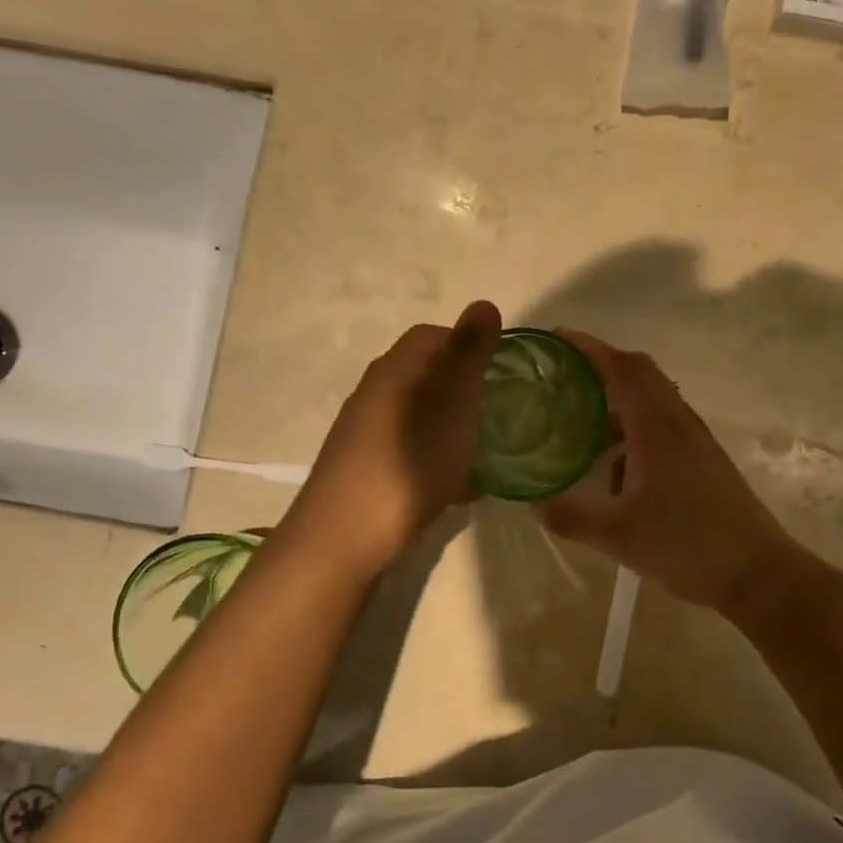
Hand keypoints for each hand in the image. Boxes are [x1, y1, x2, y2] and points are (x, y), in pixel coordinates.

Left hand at [283, 301, 501, 577]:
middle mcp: (374, 393)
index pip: (432, 336)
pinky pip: (409, 447)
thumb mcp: (451, 403)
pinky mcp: (363, 467)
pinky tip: (456, 487)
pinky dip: (436, 456)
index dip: (468, 345)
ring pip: (419, 414)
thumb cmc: (408, 463)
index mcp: (395, 370)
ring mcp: (365, 432)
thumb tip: (484, 303)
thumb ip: (469, 355)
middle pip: (425, 375)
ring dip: (451, 425)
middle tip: (496, 413)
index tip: (499, 372)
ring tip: (483, 451)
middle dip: (463, 389)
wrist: (343, 539)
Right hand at [540, 332, 805, 612]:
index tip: (556, 338)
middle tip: (564, 373)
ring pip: (653, 398)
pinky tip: (616, 464)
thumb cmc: (687, 546)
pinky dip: (634, 424)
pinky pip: (662, 422)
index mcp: (657, 427)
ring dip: (618, 396)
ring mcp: (695, 439)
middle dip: (601, 364)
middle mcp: (678, 422)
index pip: (621, 368)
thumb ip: (571, 517)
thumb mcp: (618, 536)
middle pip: (639, 372)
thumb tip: (533, 505)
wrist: (757, 573)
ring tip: (582, 416)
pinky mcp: (703, 458)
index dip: (588, 347)